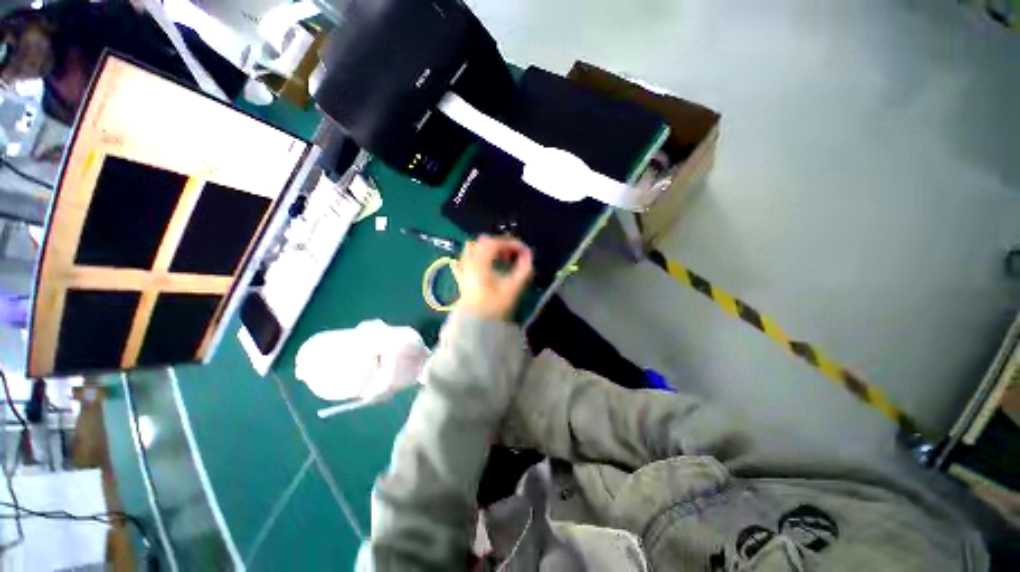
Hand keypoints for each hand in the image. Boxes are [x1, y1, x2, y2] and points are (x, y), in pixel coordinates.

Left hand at [452, 235, 533, 320]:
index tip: (524, 250)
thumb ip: (523, 269)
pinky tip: (484, 264)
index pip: (494, 243)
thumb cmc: (493, 306)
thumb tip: (529, 254)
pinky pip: (465, 260)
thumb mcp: (512, 288)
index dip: (511, 243)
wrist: (475, 325)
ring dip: (488, 249)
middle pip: (483, 242)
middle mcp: (468, 262)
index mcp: (479, 262)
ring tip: (500, 259)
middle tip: (513, 255)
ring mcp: (463, 269)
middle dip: (500, 245)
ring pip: (472, 248)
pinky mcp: (461, 278)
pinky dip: (476, 257)